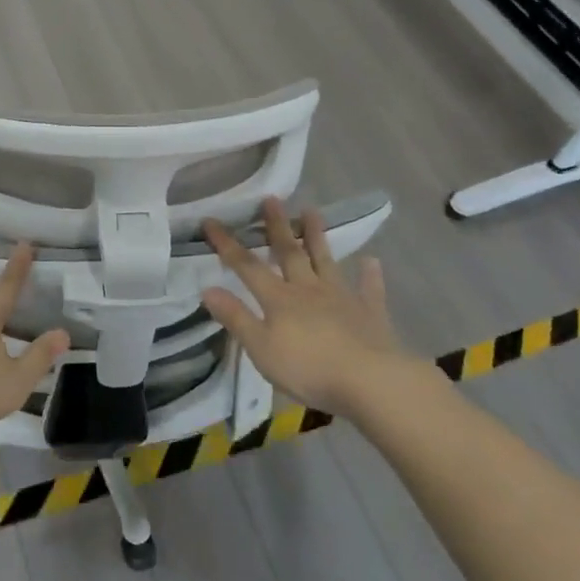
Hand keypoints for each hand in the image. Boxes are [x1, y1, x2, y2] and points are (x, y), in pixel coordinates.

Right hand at [202, 198, 411, 413]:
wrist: (370, 380)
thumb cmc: (309, 368)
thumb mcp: (261, 348)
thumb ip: (236, 317)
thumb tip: (207, 289)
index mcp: (279, 298)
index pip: (246, 266)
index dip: (227, 244)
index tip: (211, 220)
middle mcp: (308, 289)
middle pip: (290, 253)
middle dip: (277, 226)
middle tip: (272, 199)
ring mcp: (341, 297)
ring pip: (326, 261)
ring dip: (317, 236)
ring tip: (312, 211)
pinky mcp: (370, 313)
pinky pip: (369, 289)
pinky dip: (370, 275)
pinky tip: (372, 261)